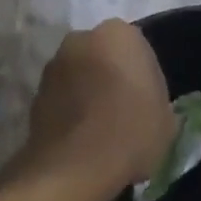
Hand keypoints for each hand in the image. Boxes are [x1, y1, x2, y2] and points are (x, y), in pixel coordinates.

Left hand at [18, 20, 173, 193]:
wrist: (76, 167)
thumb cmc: (131, 132)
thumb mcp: (166, 118)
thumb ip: (154, 97)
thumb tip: (146, 103)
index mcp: (118, 34)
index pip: (135, 46)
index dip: (141, 73)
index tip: (146, 98)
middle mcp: (80, 39)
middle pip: (101, 54)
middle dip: (109, 74)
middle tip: (123, 108)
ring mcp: (53, 66)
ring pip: (78, 74)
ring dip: (86, 91)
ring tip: (100, 128)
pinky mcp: (34, 94)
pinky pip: (60, 97)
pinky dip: (68, 110)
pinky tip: (81, 139)